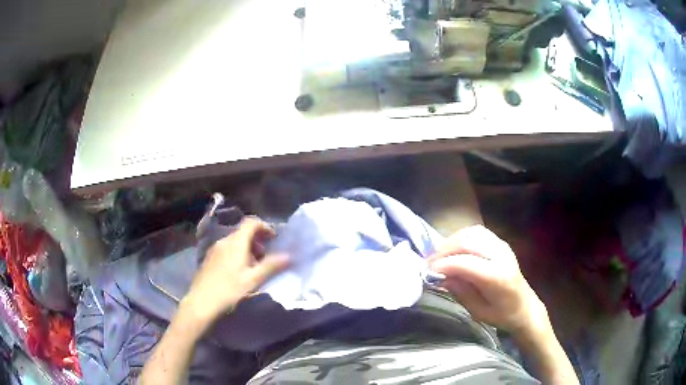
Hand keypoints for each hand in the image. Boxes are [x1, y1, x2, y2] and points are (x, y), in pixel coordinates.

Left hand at [182, 218, 288, 326]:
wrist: (201, 302)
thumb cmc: (229, 290)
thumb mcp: (253, 280)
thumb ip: (271, 266)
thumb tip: (288, 256)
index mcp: (236, 243)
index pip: (251, 223)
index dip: (265, 227)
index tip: (274, 239)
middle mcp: (224, 241)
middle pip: (243, 232)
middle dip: (258, 240)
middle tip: (267, 255)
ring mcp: (215, 249)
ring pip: (235, 241)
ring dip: (248, 248)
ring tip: (255, 265)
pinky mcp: (210, 258)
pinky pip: (227, 249)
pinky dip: (238, 253)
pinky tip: (239, 271)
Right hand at [429, 226, 547, 336]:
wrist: (525, 306)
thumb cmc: (502, 314)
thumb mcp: (478, 311)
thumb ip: (460, 292)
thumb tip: (440, 277)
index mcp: (498, 277)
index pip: (466, 263)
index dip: (444, 264)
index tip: (427, 272)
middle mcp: (501, 256)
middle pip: (467, 242)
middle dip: (444, 251)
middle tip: (429, 263)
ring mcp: (502, 246)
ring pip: (471, 233)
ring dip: (452, 241)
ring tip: (439, 256)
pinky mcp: (501, 243)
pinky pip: (477, 232)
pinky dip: (462, 237)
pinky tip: (454, 249)